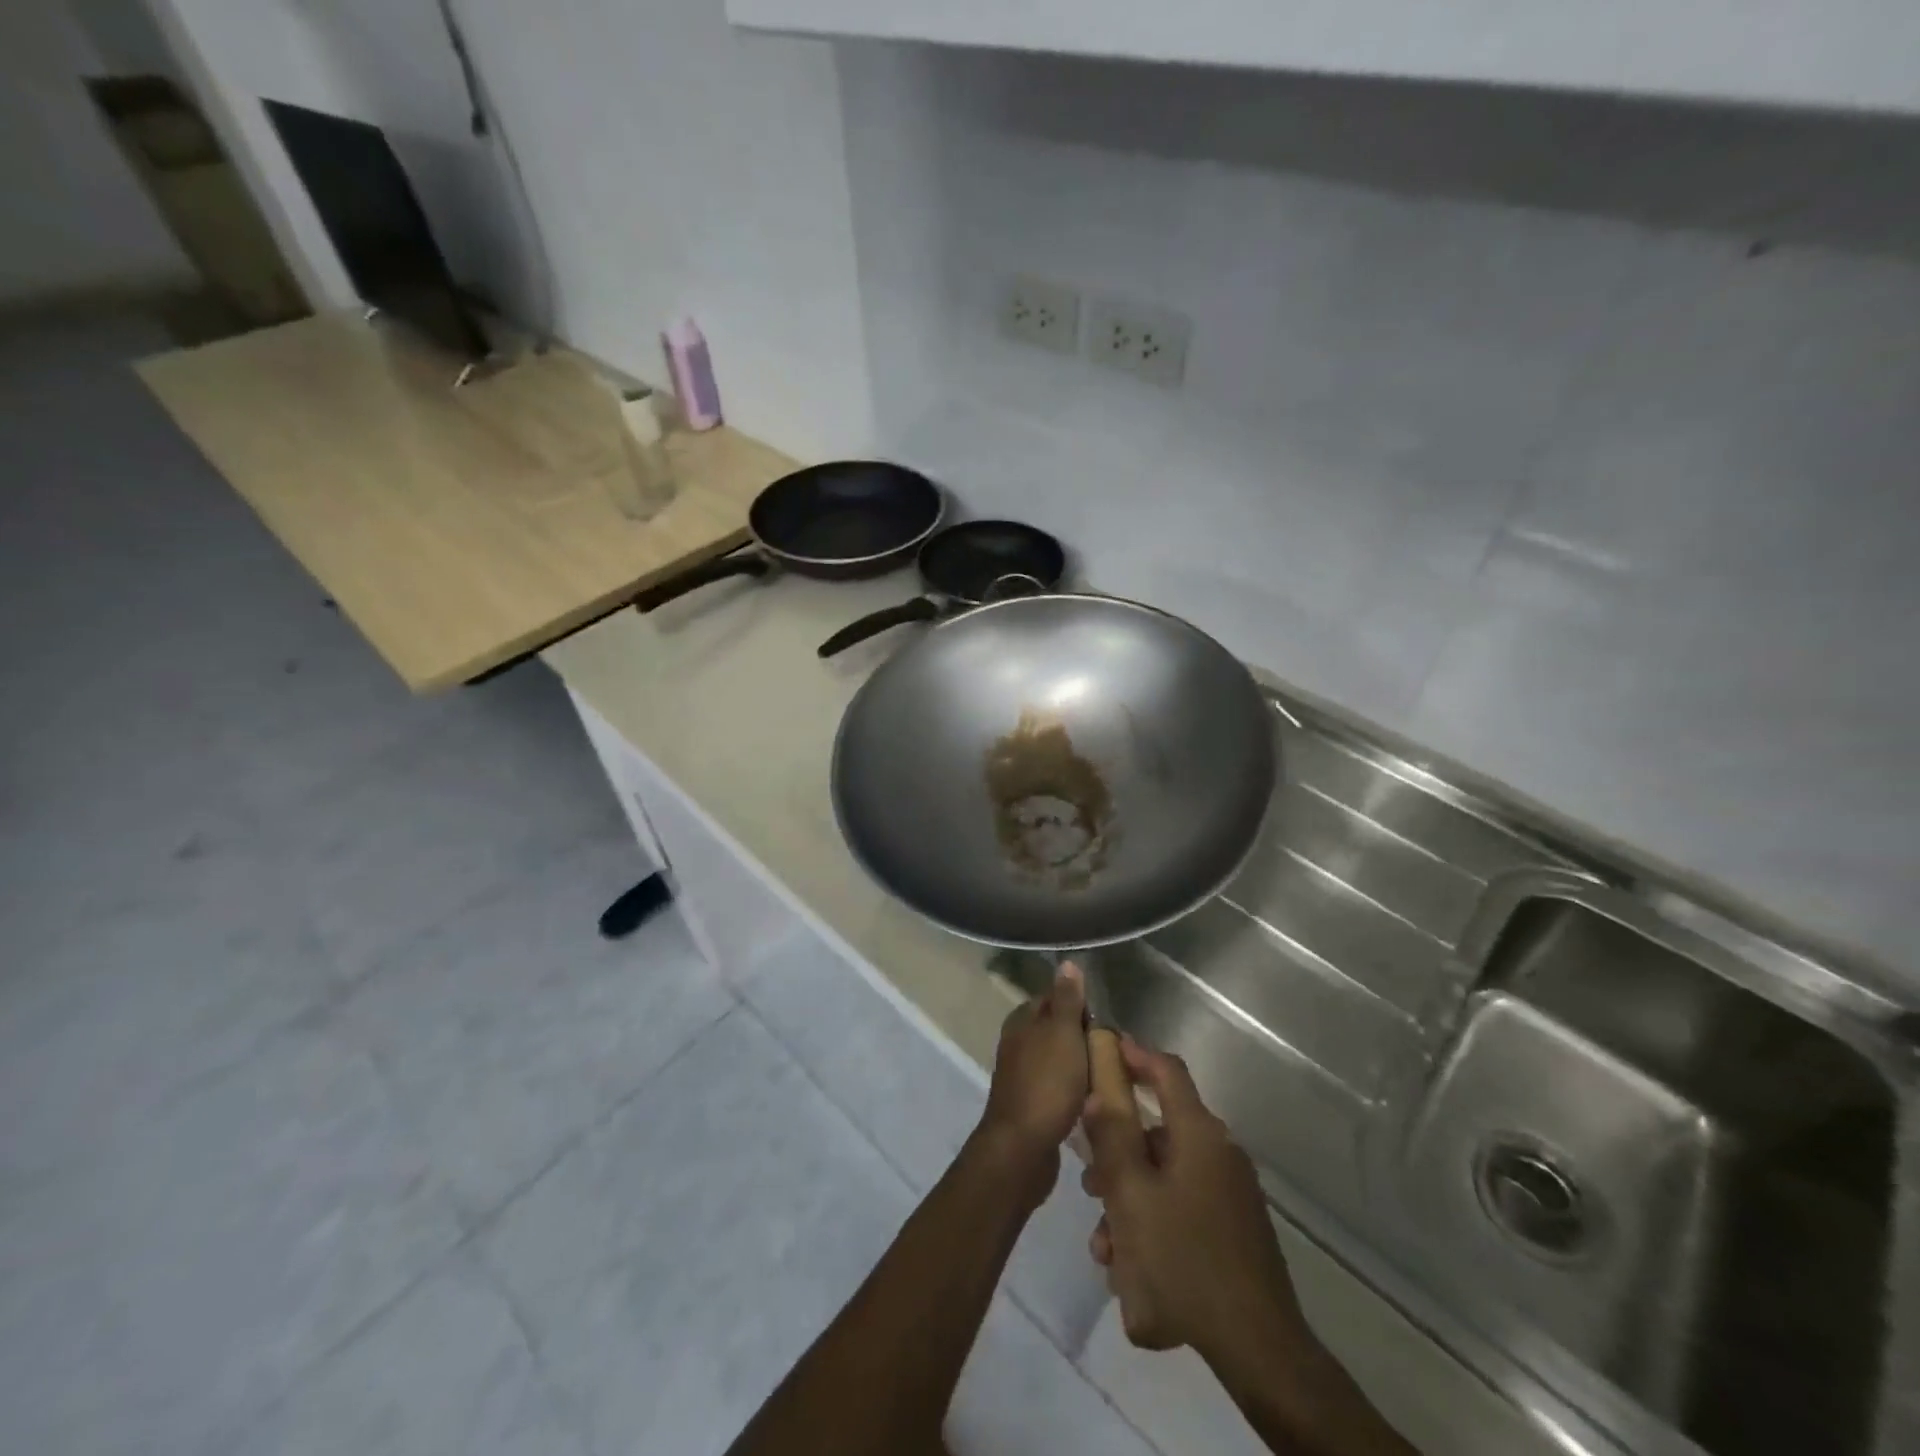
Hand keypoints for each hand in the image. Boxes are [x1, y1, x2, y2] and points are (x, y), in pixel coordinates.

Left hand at [975, 962, 1088, 1194]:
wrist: (1022, 1148)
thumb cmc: (1046, 1084)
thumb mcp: (1062, 1034)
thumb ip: (1066, 999)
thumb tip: (1067, 962)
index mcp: (1023, 1019)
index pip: (1057, 997)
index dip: (1083, 1008)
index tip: (1109, 1026)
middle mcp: (1019, 1041)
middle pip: (1060, 1029)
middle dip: (1087, 1039)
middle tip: (1117, 1054)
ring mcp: (1023, 1073)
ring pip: (1062, 1059)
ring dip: (1084, 1066)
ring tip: (1110, 1078)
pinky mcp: (1032, 1102)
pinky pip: (1060, 1087)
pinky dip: (1077, 1090)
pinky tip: (1093, 1101)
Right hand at [1081, 1036, 1311, 1368]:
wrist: (1258, 1347)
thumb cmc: (1184, 1259)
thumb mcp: (1131, 1195)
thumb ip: (1110, 1137)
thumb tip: (1099, 1092)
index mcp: (1199, 1134)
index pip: (1167, 1071)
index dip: (1135, 1054)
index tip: (1105, 1047)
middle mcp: (1219, 1153)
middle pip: (1158, 1133)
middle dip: (1118, 1155)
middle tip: (1090, 1184)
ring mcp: (1231, 1194)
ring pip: (1166, 1178)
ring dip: (1130, 1201)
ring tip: (1105, 1247)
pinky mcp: (1234, 1229)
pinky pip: (1183, 1208)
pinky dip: (1154, 1223)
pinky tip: (1133, 1272)